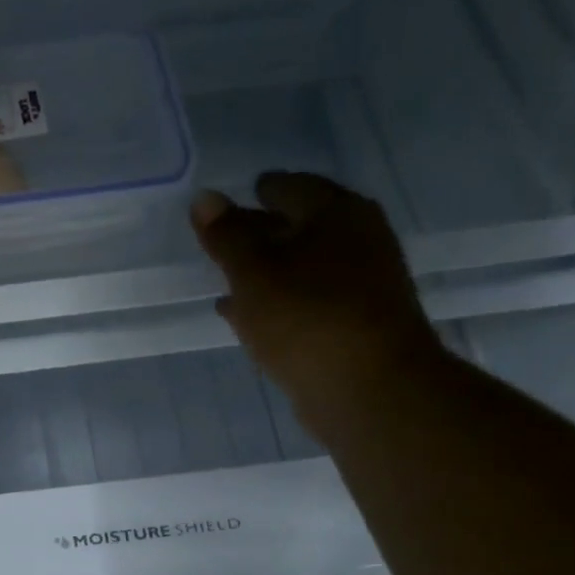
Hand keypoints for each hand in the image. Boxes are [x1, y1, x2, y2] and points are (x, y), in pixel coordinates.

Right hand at [192, 173, 442, 439]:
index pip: (288, 186)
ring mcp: (361, 283)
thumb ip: (226, 236)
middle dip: (261, 232)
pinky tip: (248, 317)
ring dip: (268, 272)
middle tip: (222, 242)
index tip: (225, 205)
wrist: (369, 388)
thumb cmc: (306, 318)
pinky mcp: (355, 323)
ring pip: (303, 266)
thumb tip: (204, 197)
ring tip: (228, 280)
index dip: (255, 193)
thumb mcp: (253, 273)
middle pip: (299, 226)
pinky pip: (307, 301)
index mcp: (335, 212)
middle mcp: (356, 239)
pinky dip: (278, 303)